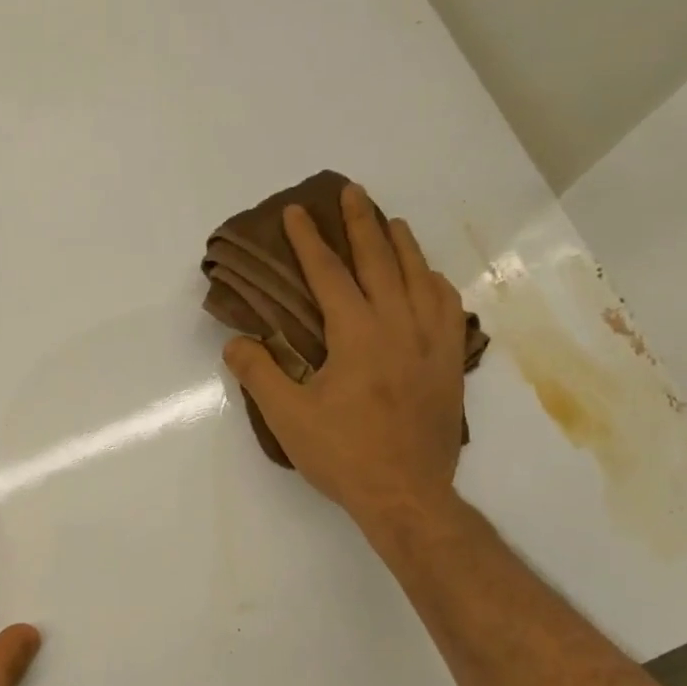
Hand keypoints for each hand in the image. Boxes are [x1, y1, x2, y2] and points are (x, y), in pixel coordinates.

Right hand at [221, 182, 470, 530]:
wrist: (407, 494)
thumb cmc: (343, 454)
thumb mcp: (287, 417)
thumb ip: (259, 373)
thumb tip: (236, 341)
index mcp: (357, 333)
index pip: (328, 273)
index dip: (309, 240)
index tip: (295, 212)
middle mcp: (399, 325)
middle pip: (380, 260)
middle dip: (361, 222)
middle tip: (350, 191)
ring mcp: (432, 341)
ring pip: (420, 276)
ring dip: (402, 244)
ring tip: (390, 223)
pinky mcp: (450, 362)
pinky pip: (448, 306)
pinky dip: (435, 282)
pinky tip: (428, 279)